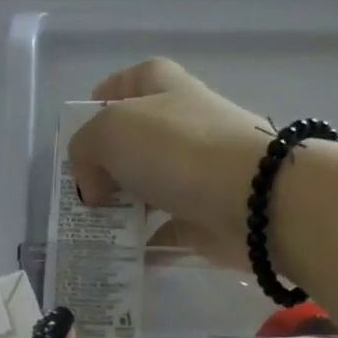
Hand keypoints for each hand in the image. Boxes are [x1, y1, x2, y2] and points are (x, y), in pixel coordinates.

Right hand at [67, 58, 272, 267]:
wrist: (255, 198)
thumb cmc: (178, 149)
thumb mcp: (109, 133)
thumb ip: (84, 152)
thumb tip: (96, 188)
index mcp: (164, 87)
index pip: (129, 81)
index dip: (104, 100)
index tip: (82, 132)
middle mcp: (183, 123)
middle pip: (135, 140)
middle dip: (105, 166)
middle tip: (82, 192)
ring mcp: (198, 169)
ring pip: (149, 186)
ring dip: (123, 207)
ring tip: (95, 230)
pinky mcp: (207, 212)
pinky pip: (167, 228)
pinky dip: (146, 243)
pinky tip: (124, 255)